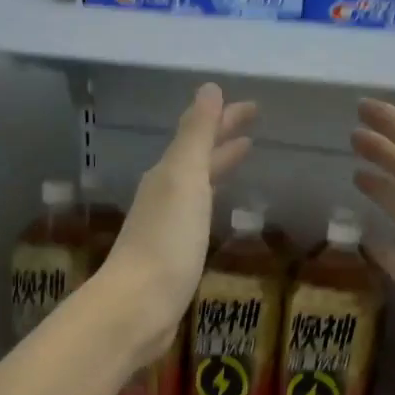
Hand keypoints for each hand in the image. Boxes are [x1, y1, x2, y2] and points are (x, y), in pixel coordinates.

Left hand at [101, 82, 256, 373]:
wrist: (139, 306)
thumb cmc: (166, 242)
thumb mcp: (184, 180)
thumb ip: (196, 136)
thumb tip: (209, 89)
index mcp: (168, 175)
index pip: (200, 136)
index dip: (226, 119)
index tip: (255, 107)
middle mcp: (164, 196)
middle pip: (197, 159)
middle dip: (223, 140)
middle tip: (253, 128)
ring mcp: (167, 228)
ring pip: (196, 187)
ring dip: (217, 169)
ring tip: (241, 159)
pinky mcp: (173, 257)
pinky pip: (197, 217)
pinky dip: (211, 203)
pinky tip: (217, 212)